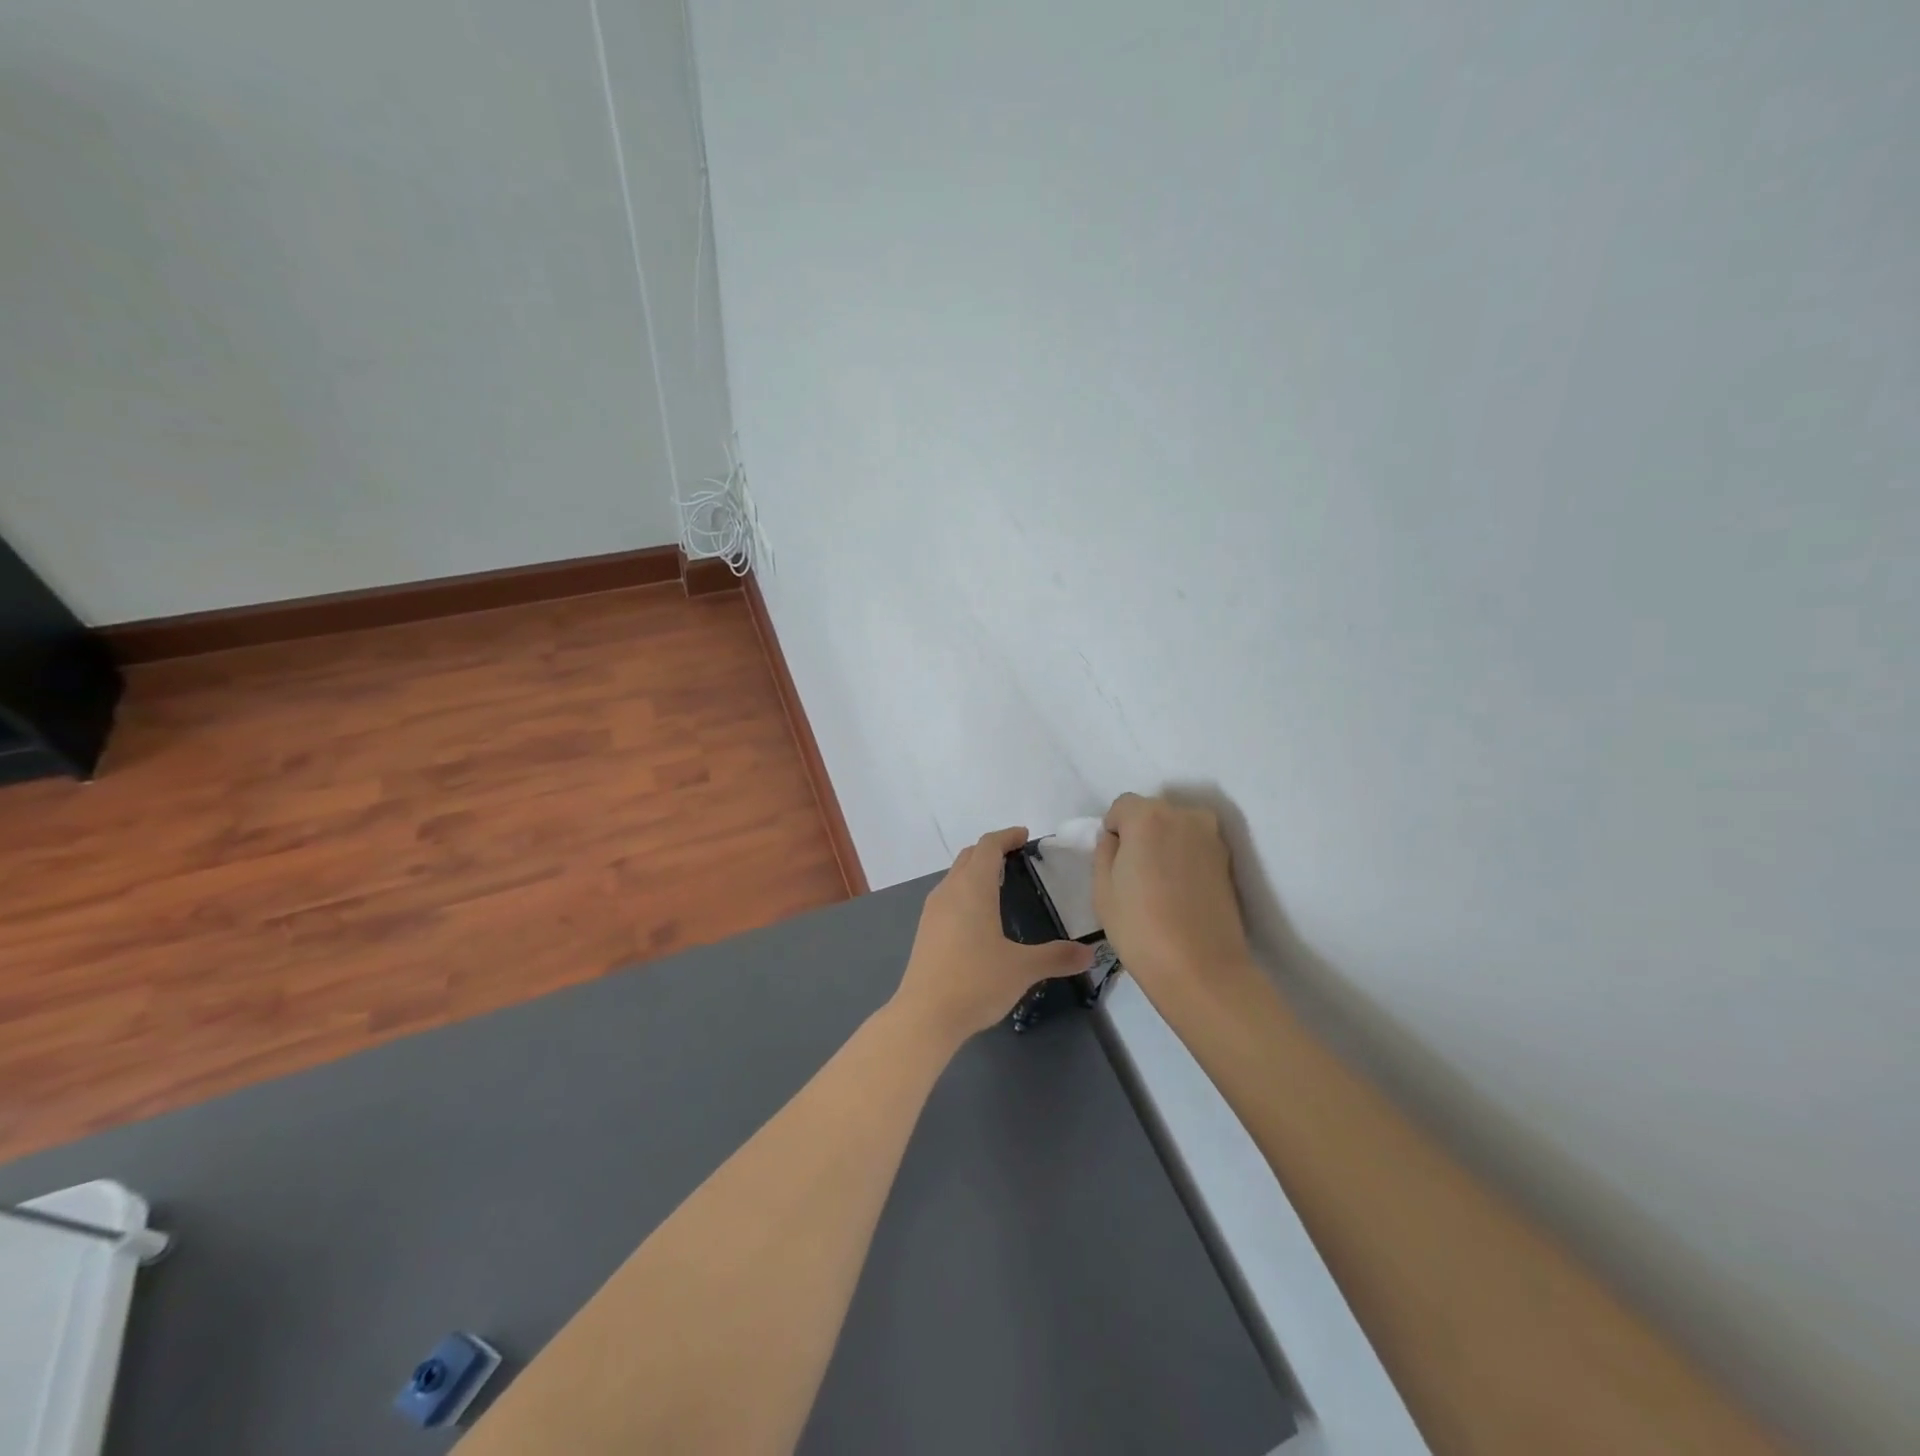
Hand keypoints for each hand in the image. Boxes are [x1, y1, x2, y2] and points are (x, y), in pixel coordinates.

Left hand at [893, 827, 1095, 1044]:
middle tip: (1016, 857)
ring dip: (976, 871)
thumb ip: (1057, 957)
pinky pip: (948, 896)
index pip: (988, 846)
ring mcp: (933, 910)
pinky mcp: (926, 930)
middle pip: (969, 856)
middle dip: (992, 850)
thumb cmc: (975, 982)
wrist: (925, 1016)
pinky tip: (980, 917)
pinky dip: (965, 891)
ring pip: (955, 875)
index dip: (1007, 836)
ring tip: (1001, 884)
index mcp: (973, 888)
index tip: (1024, 836)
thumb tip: (1090, 953)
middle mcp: (949, 891)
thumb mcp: (1022, 969)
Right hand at [1094, 794, 1254, 999]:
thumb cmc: (1140, 928)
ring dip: (1164, 845)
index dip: (1113, 832)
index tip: (1114, 864)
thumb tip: (1116, 839)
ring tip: (1159, 886)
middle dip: (1140, 834)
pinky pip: (1195, 847)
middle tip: (1135, 875)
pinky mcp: (1228, 860)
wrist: (1202, 969)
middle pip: (1152, 812)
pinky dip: (1184, 859)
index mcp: (1148, 815)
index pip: (1122, 806)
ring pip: (1176, 828)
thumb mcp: (1102, 888)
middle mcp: (1185, 815)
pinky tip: (1179, 893)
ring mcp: (1211, 837)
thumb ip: (1104, 850)